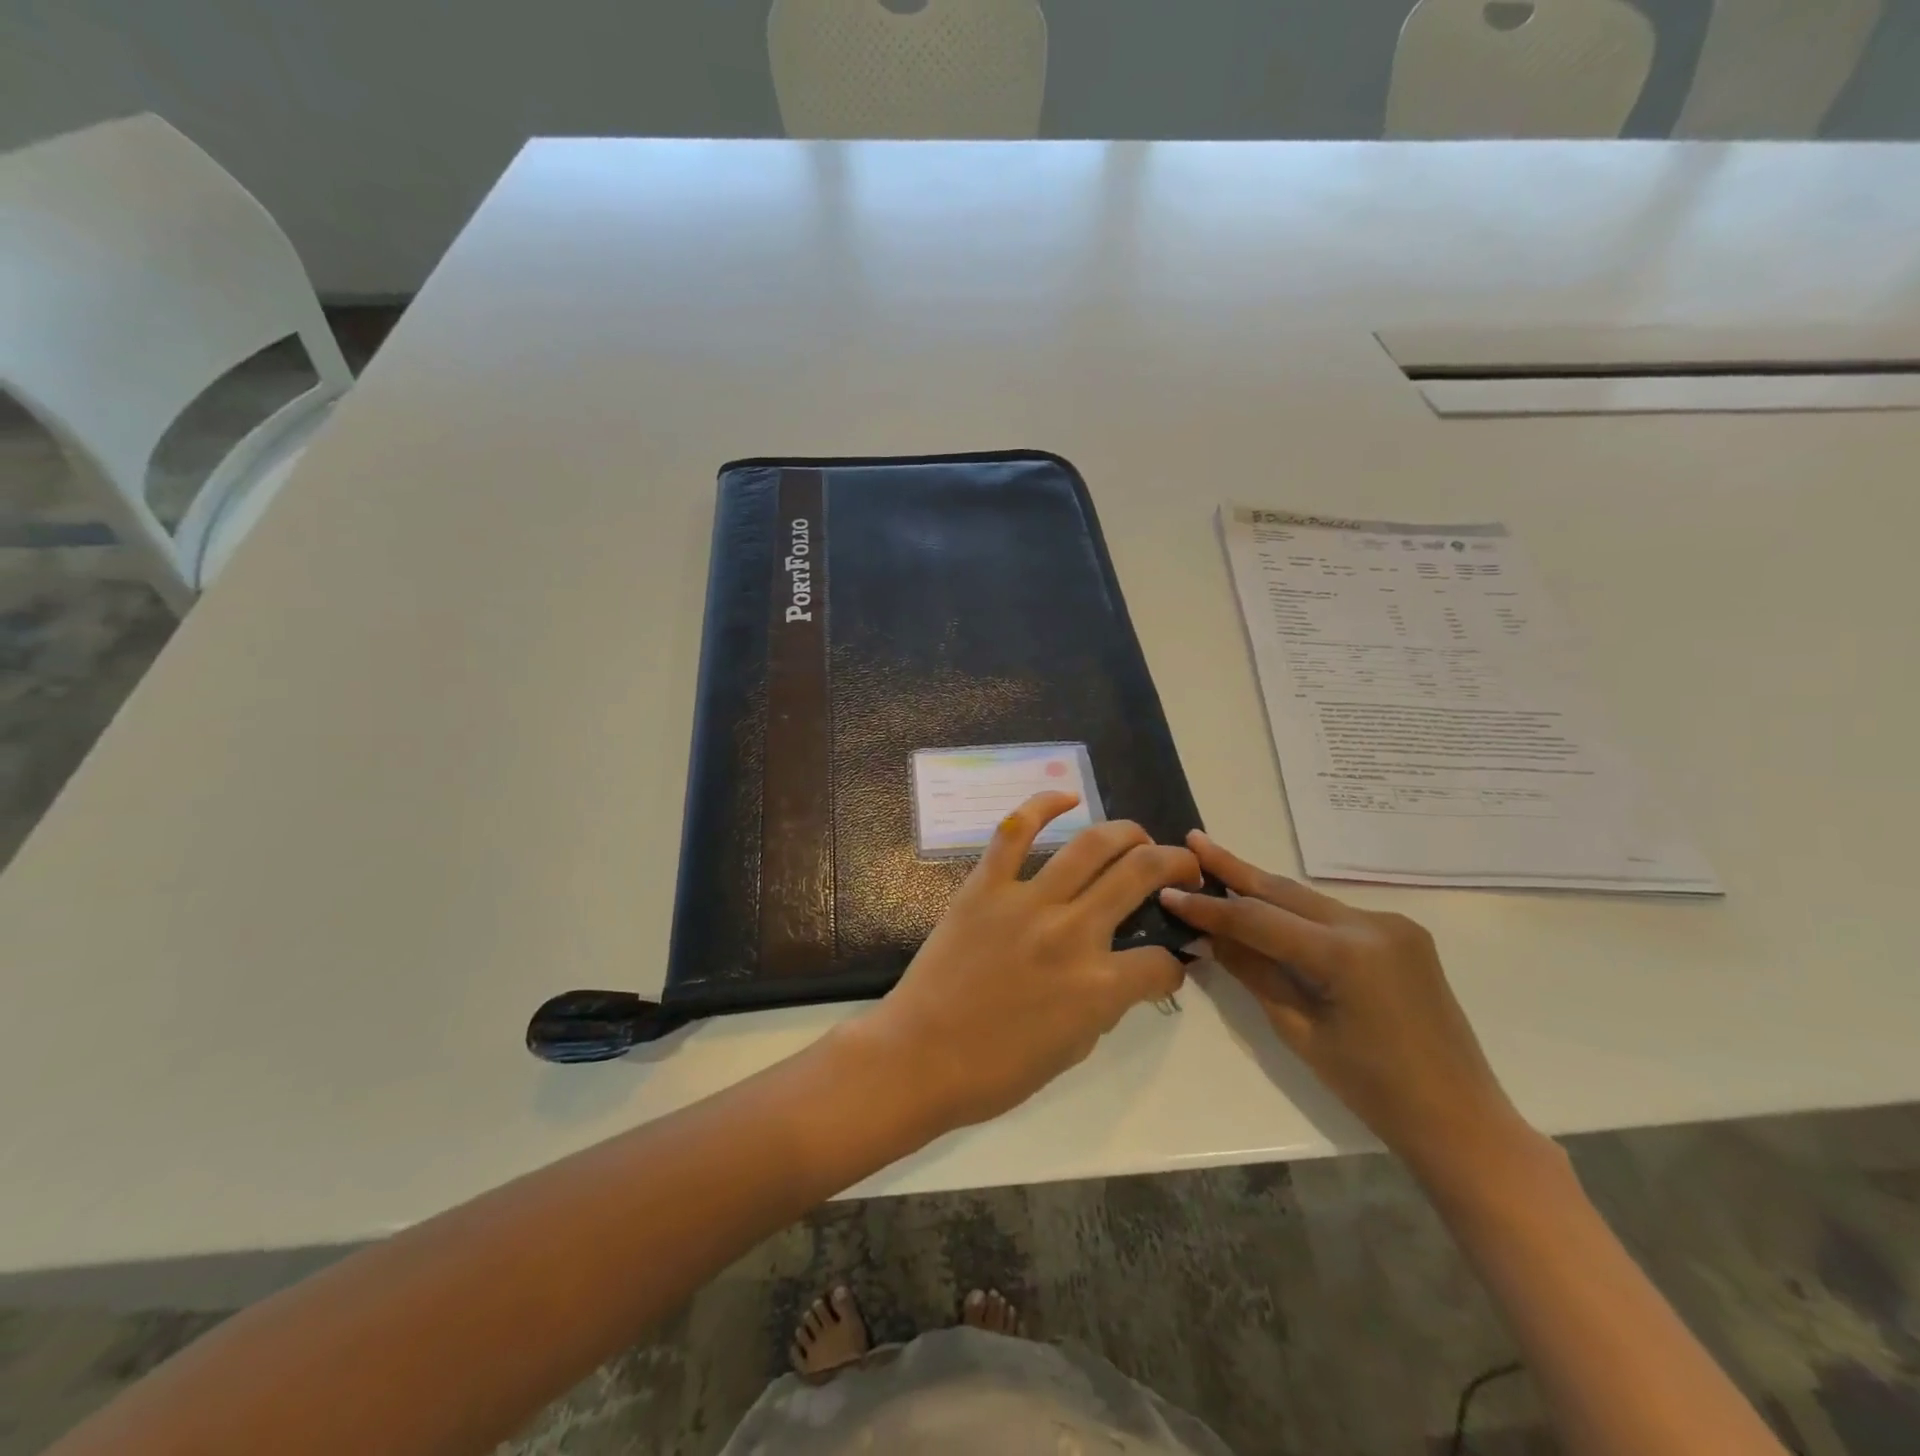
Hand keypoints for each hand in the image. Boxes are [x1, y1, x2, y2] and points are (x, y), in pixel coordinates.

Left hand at [862, 793, 1199, 1132]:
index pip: (1161, 963)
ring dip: (1126, 832)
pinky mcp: (985, 886)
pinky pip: (1014, 833)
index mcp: (1099, 986)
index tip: (1167, 964)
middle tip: (1181, 865)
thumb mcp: (1073, 1050)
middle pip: (1141, 874)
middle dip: (1175, 864)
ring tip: (1138, 836)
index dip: (1174, 965)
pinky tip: (1067, 797)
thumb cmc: (996, 1070)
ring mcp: (1027, 902)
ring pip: (1090, 845)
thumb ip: (1106, 1004)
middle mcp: (1072, 933)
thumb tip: (1123, 975)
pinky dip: (1041, 806)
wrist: (920, 1057)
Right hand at [1159, 831, 1532, 1180]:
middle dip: (1234, 867)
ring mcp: (1392, 924)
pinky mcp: (1401, 934)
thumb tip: (1207, 935)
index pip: (1258, 919)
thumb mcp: (1299, 1031)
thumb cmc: (1372, 1089)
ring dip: (1261, 888)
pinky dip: (1294, 912)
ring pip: (1308, 900)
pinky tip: (1267, 908)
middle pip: (1284, 891)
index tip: (1169, 892)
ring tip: (1217, 866)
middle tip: (1193, 840)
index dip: (1209, 906)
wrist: (1461, 1119)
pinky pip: (1332, 915)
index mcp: (1346, 954)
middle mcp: (1371, 924)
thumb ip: (1253, 972)